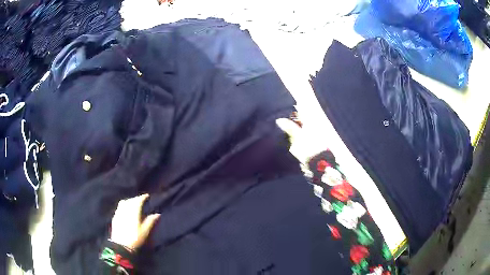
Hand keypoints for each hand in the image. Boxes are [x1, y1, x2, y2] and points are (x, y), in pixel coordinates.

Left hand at [110, 194, 159, 250]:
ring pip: (124, 203)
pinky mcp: (115, 218)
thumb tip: (158, 214)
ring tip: (133, 204)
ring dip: (129, 201)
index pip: (138, 200)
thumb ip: (151, 221)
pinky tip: (125, 211)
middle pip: (130, 200)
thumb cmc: (136, 238)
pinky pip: (119, 208)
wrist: (121, 245)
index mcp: (134, 211)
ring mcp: (119, 213)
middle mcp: (125, 209)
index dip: (143, 197)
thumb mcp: (146, 231)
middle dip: (136, 199)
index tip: (147, 196)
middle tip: (141, 200)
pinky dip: (123, 206)